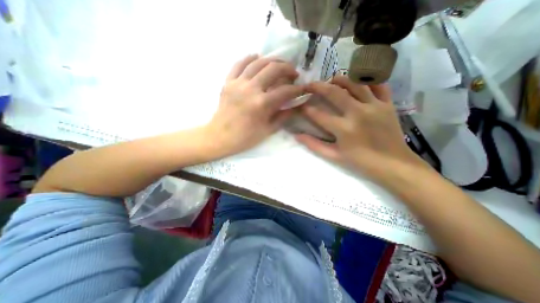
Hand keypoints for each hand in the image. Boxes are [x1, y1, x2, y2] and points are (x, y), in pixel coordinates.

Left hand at [202, 54, 305, 157]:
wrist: (220, 137)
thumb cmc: (245, 137)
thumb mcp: (268, 130)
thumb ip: (283, 116)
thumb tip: (296, 106)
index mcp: (262, 104)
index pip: (285, 91)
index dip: (298, 89)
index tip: (303, 88)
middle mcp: (251, 89)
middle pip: (273, 69)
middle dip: (288, 68)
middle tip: (293, 73)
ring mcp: (238, 83)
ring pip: (258, 62)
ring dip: (272, 60)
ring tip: (279, 64)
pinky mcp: (228, 82)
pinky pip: (239, 64)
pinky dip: (250, 58)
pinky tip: (257, 58)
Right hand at [295, 74, 425, 180]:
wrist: (393, 164)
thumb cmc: (361, 162)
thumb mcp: (334, 156)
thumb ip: (314, 145)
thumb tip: (297, 135)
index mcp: (343, 129)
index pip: (318, 115)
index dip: (305, 109)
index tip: (299, 105)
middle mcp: (358, 113)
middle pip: (334, 92)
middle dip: (317, 86)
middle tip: (309, 85)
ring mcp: (374, 106)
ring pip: (355, 83)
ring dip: (339, 79)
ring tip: (331, 80)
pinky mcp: (387, 104)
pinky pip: (378, 84)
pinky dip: (367, 80)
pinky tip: (357, 81)